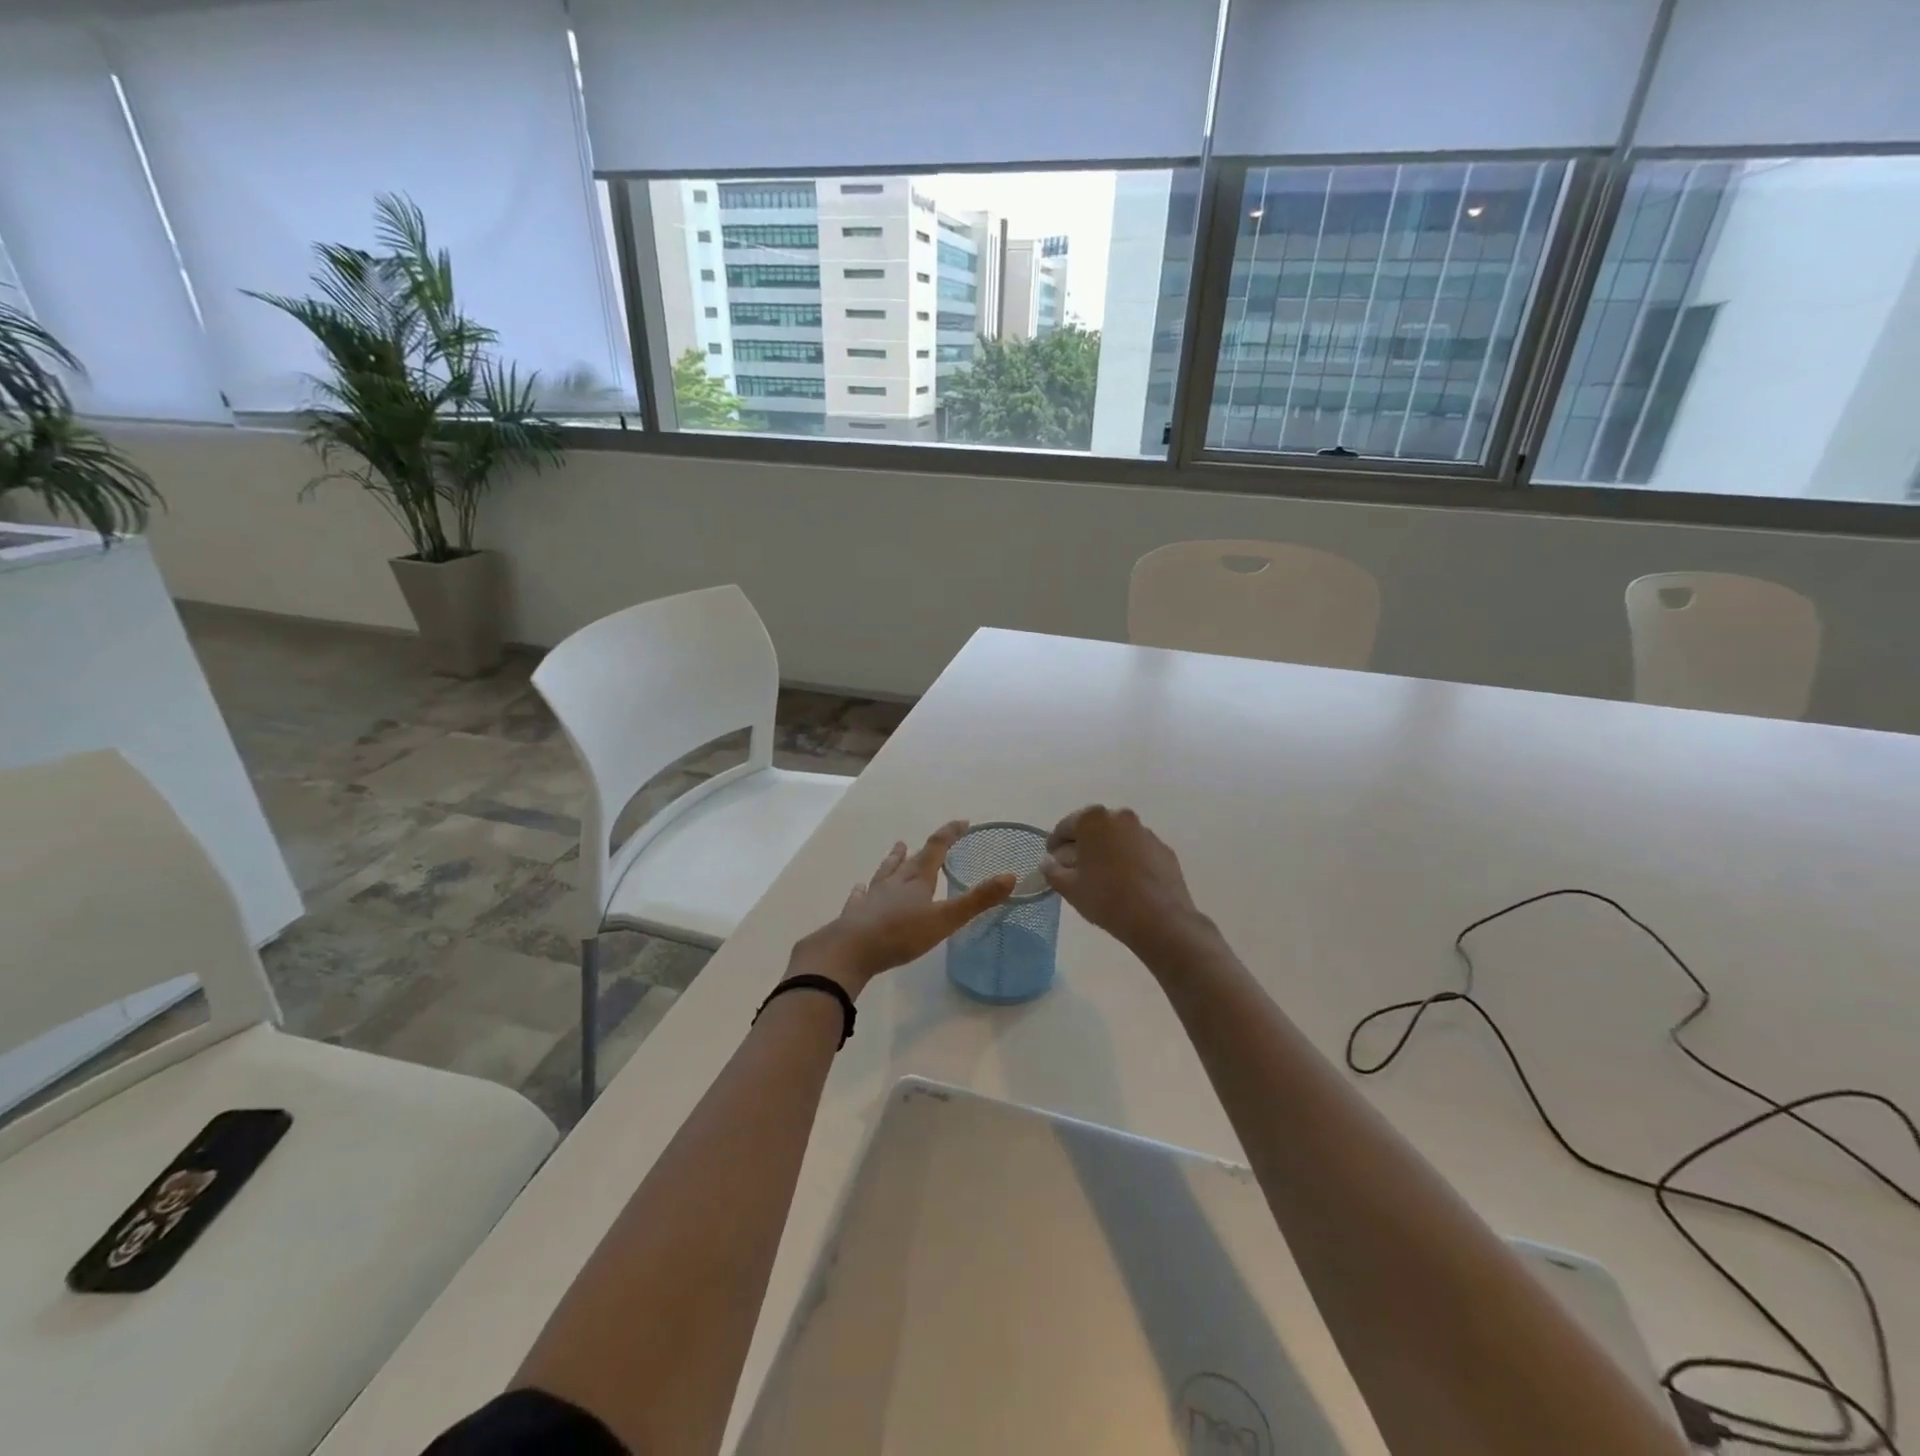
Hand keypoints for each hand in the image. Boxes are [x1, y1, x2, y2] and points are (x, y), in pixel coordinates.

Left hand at [793, 821, 1015, 993]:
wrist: (850, 950)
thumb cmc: (900, 934)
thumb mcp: (945, 919)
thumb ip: (977, 900)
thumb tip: (1010, 877)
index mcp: (918, 880)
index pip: (936, 848)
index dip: (950, 834)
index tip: (962, 823)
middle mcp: (895, 883)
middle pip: (910, 860)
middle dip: (923, 848)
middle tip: (929, 837)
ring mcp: (872, 897)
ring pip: (885, 873)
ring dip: (893, 861)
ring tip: (896, 849)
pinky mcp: (855, 914)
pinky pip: (860, 897)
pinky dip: (862, 890)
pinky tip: (858, 888)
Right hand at [1040, 805, 1209, 957]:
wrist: (1160, 919)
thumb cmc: (1107, 898)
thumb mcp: (1069, 888)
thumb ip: (1052, 871)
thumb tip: (1048, 862)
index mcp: (1093, 820)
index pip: (1066, 826)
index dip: (1055, 844)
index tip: (1052, 860)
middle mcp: (1121, 817)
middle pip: (1093, 828)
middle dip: (1082, 845)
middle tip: (1074, 867)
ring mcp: (1145, 832)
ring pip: (1117, 838)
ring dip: (1107, 851)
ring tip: (1102, 876)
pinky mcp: (1164, 850)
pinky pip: (1138, 850)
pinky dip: (1128, 860)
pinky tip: (1126, 883)